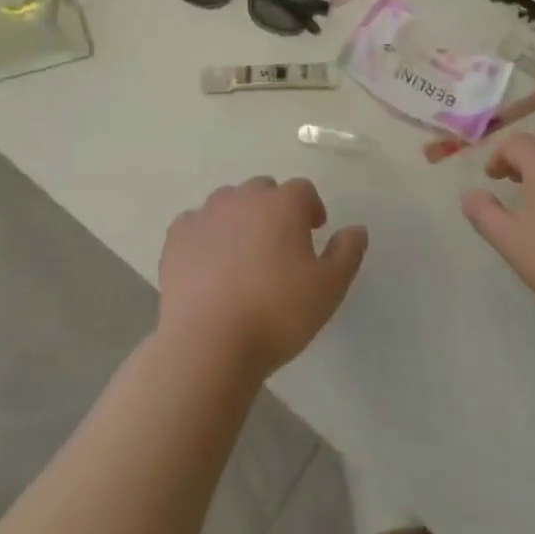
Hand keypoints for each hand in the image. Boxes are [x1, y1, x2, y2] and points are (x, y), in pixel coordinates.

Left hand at [159, 177, 368, 378]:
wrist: (208, 342)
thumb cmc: (277, 313)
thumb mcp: (329, 289)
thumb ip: (347, 253)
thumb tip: (356, 229)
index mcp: (283, 203)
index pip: (303, 190)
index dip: (311, 208)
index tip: (313, 233)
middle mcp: (245, 197)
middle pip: (264, 190)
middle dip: (274, 210)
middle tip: (279, 245)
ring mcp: (207, 213)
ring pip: (229, 203)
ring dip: (239, 219)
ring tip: (243, 255)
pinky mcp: (178, 236)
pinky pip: (196, 224)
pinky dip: (206, 236)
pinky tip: (208, 264)